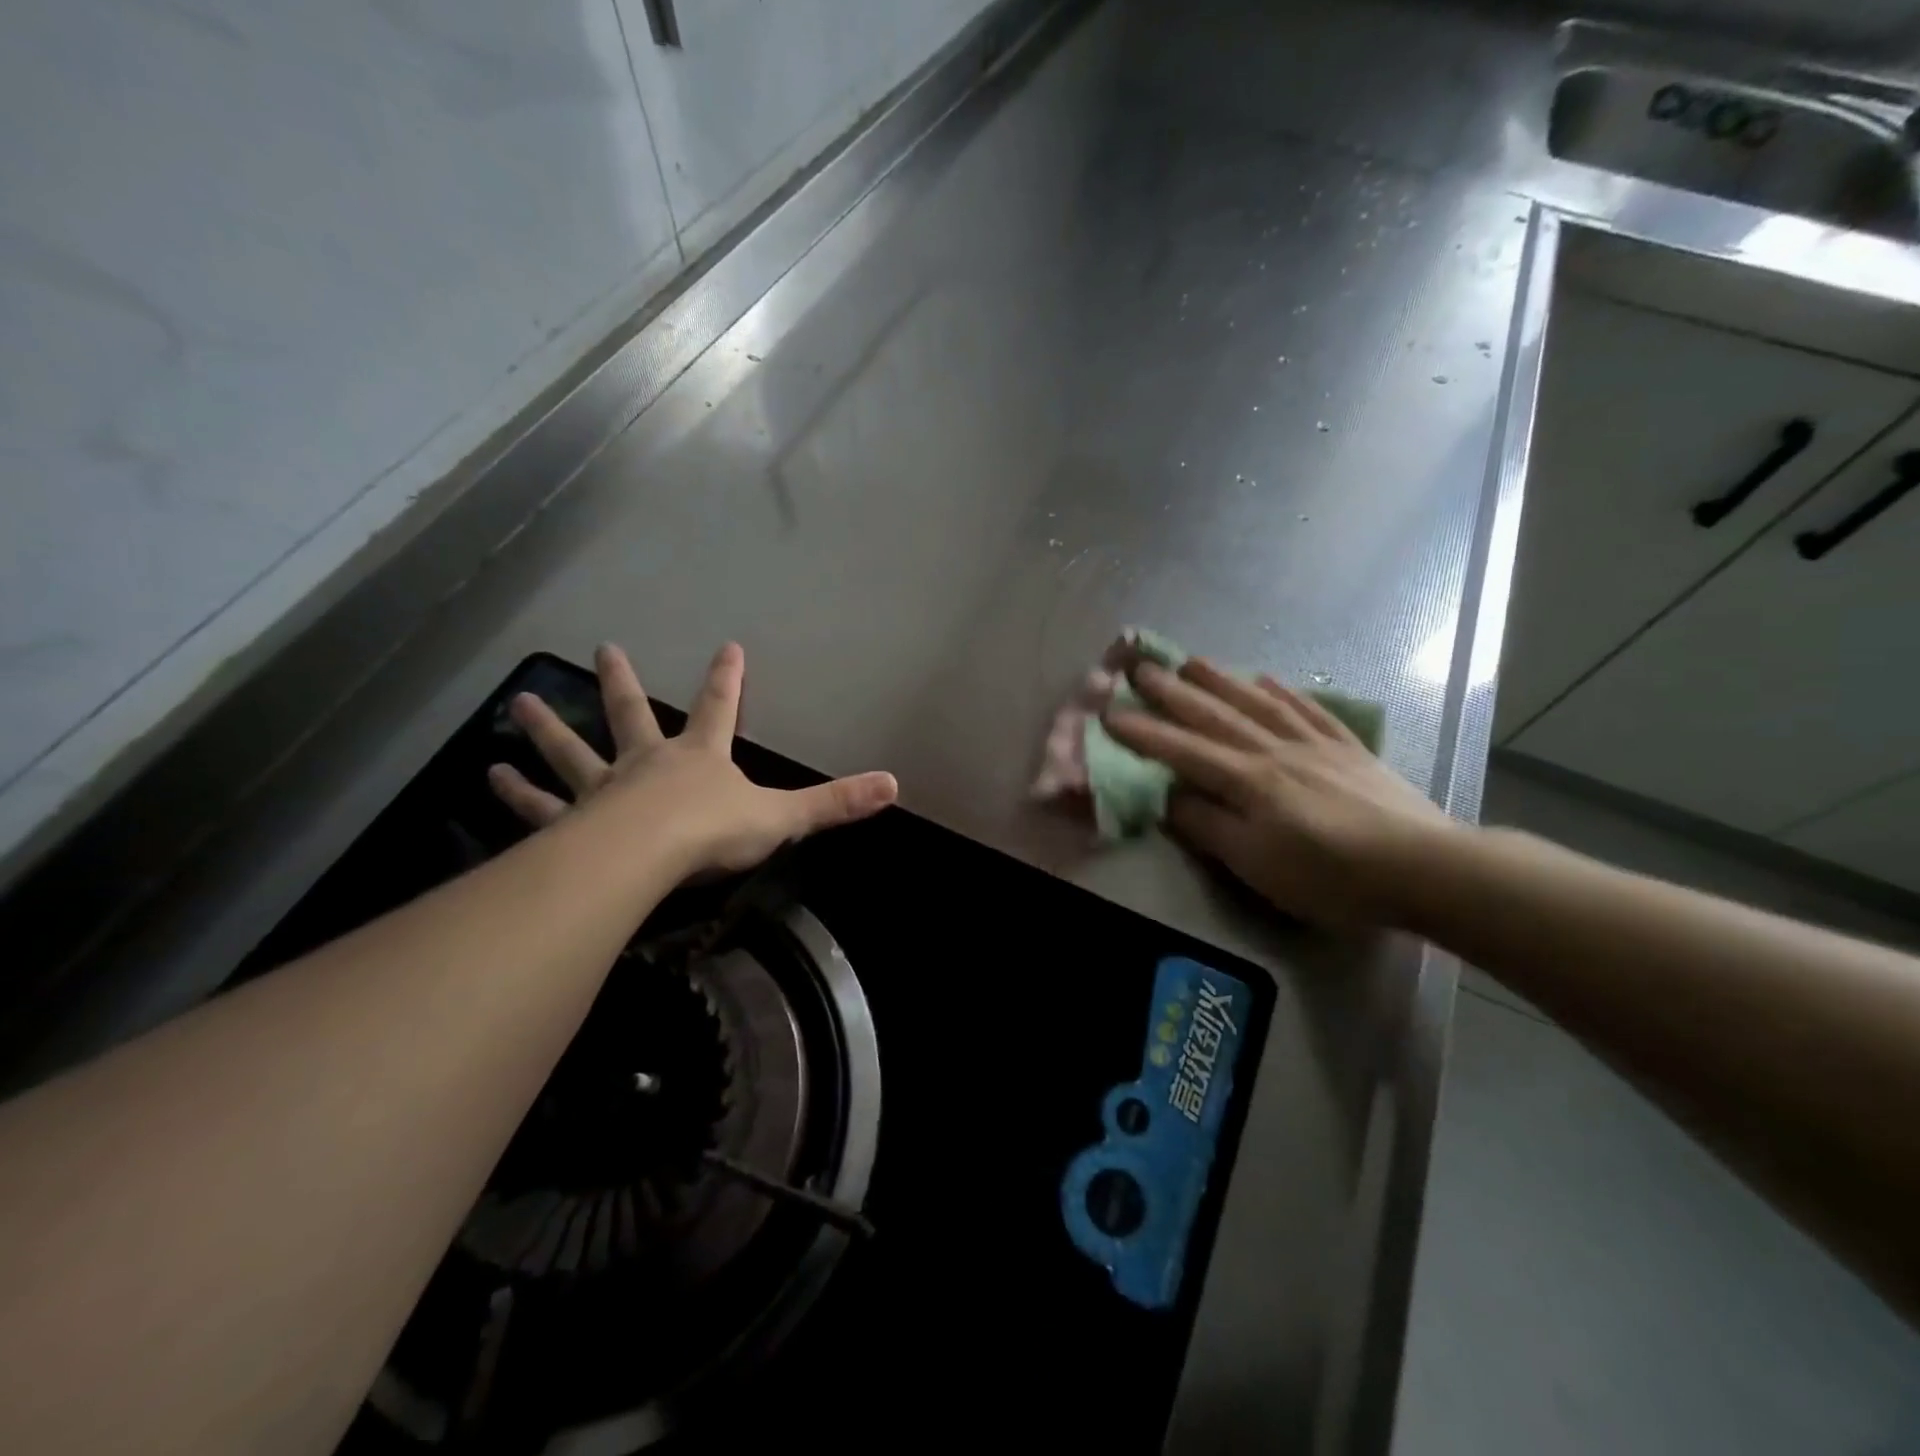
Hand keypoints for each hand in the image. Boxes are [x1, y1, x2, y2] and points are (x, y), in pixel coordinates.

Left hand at [488, 642, 897, 878]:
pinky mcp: (570, 825)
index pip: (720, 707)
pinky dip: (517, 796)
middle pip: (630, 714)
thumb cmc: (714, 832)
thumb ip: (835, 803)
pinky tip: (489, 779)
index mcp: (700, 758)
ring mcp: (603, 790)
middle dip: (620, 682)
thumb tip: (894, 785)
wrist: (646, 857)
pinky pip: (540, 807)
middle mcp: (647, 763)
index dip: (727, 677)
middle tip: (602, 648)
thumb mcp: (783, 817)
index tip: (727, 644)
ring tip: (516, 707)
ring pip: (572, 754)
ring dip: (547, 731)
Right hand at [1104, 658, 1458, 927]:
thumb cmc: (1329, 876)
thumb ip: (1208, 826)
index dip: (1144, 733)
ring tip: (1193, 660)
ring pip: (1258, 703)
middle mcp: (1275, 750)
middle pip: (1216, 715)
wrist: (1424, 867)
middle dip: (1174, 692)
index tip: (1110, 713)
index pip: (1183, 750)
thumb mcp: (1256, 864)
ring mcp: (1315, 744)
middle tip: (1141, 666)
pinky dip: (1286, 692)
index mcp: (1247, 780)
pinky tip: (1270, 679)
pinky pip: (1310, 711)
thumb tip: (1167, 797)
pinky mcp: (1349, 749)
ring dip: (1222, 680)